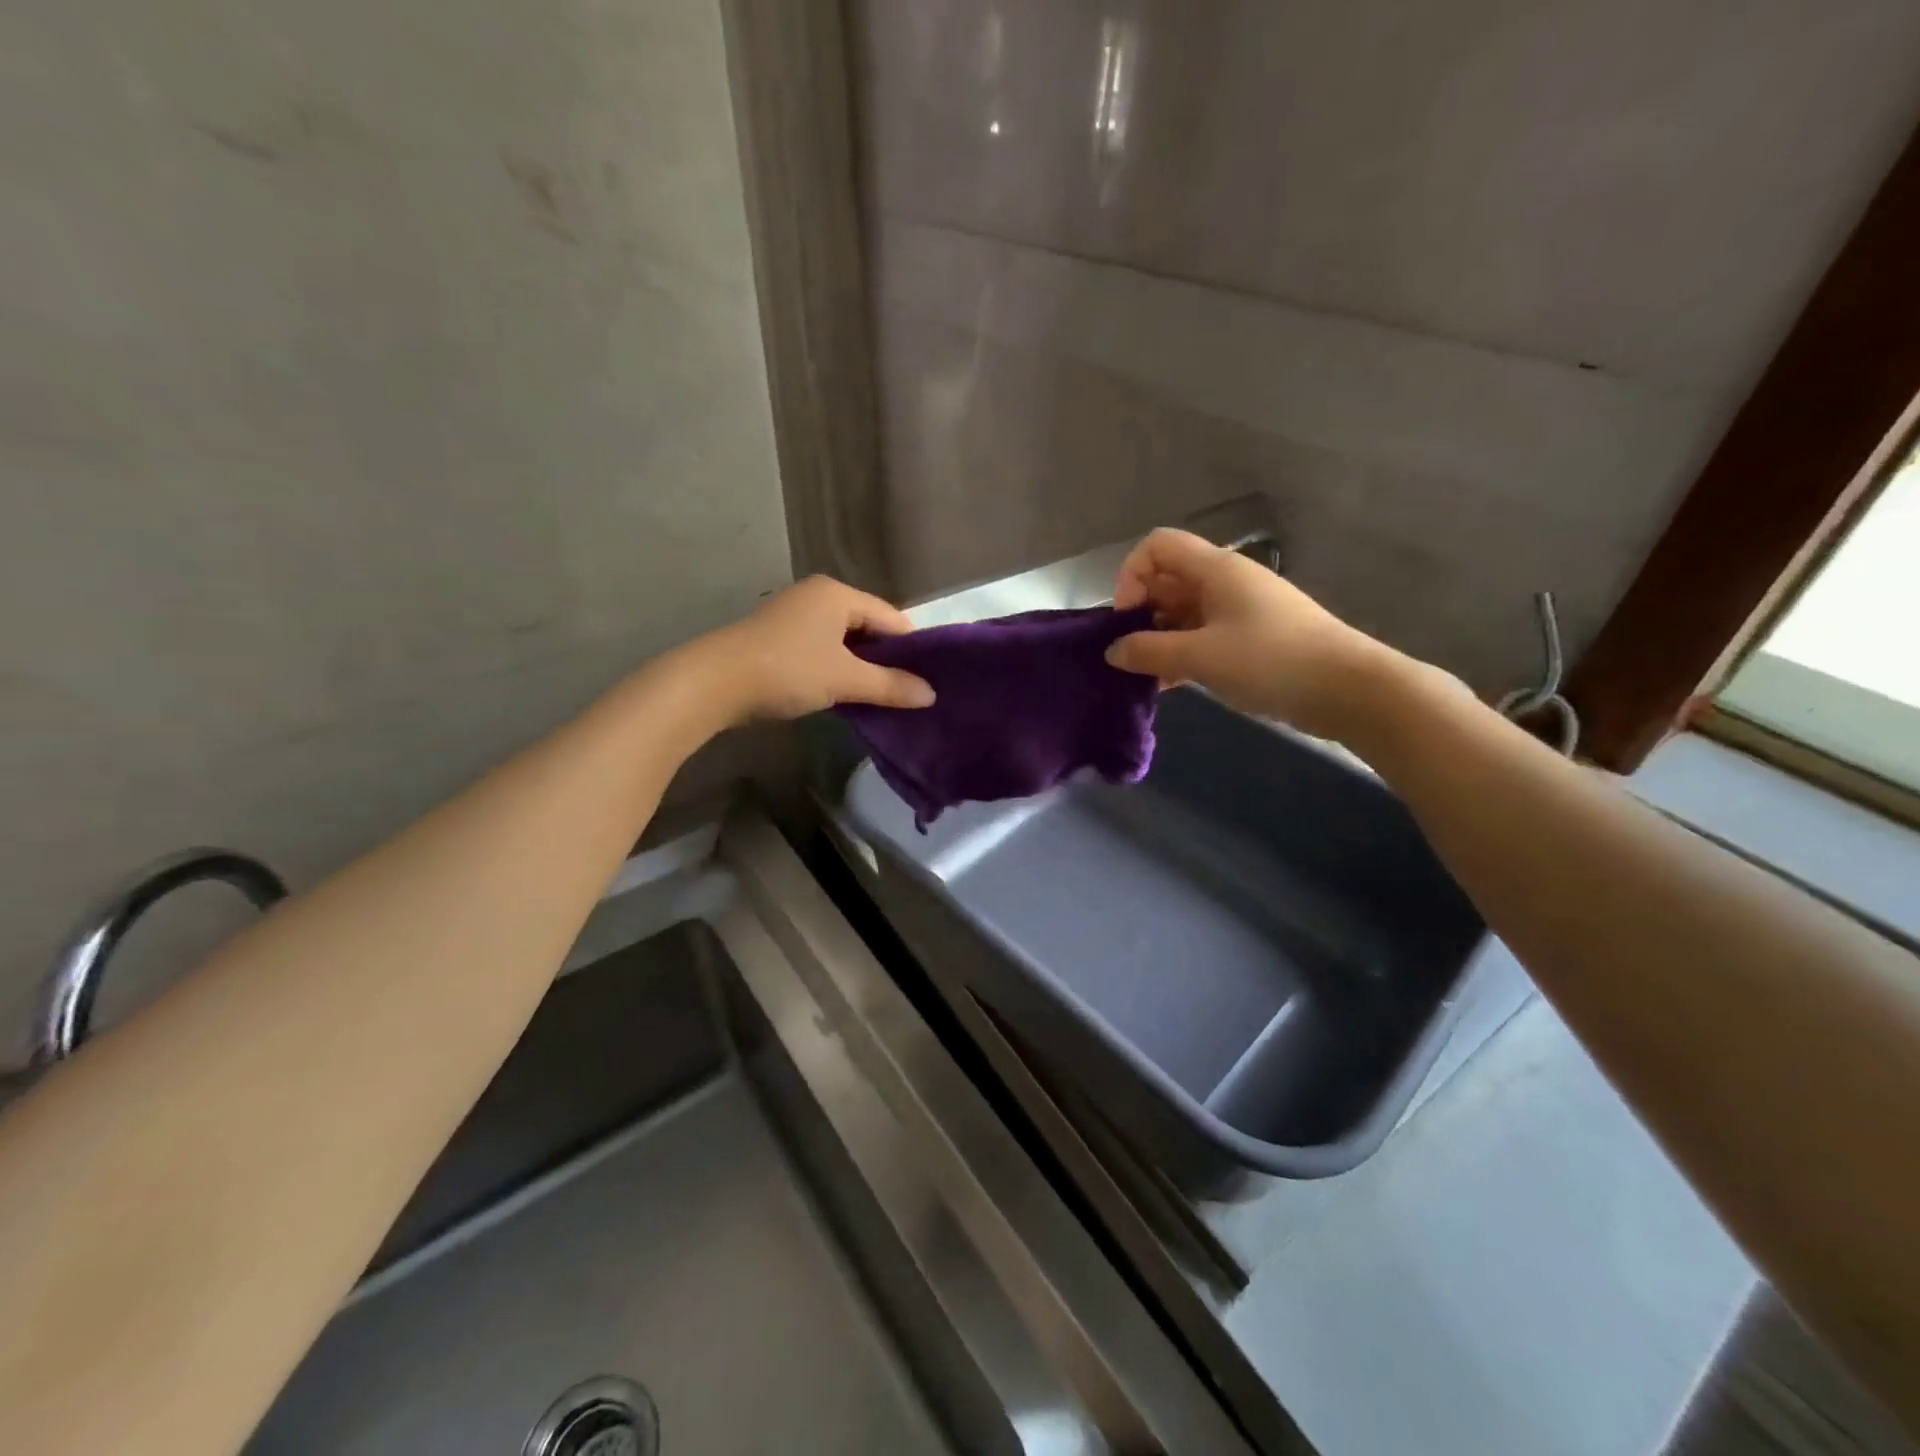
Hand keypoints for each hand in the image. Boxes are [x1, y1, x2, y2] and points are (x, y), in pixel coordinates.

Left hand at [693, 576, 935, 721]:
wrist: (712, 683)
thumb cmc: (787, 671)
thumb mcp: (845, 680)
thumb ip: (890, 686)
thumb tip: (930, 694)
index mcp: (838, 593)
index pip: (892, 617)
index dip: (912, 648)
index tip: (927, 680)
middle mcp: (818, 596)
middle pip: (868, 626)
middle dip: (886, 659)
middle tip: (907, 692)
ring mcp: (794, 615)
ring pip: (844, 640)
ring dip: (861, 667)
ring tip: (880, 697)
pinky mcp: (777, 637)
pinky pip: (822, 649)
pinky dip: (836, 668)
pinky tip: (843, 693)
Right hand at [1105, 528, 1403, 740]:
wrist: (1347, 689)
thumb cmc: (1270, 661)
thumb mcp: (1200, 657)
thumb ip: (1149, 651)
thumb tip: (1112, 651)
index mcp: (1215, 569)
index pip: (1157, 547)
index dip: (1131, 575)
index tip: (1127, 619)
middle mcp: (1226, 581)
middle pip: (1167, 580)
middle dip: (1141, 613)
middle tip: (1132, 654)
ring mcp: (1241, 609)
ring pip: (1184, 612)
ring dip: (1160, 638)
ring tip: (1148, 676)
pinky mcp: (1252, 638)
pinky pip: (1204, 635)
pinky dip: (1182, 653)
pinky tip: (1171, 685)